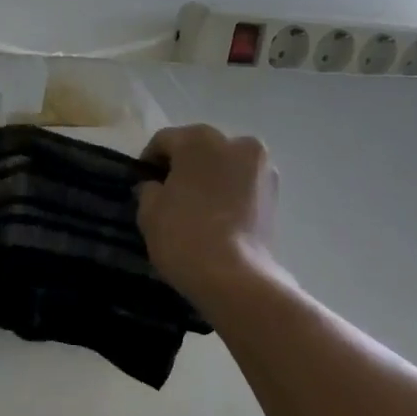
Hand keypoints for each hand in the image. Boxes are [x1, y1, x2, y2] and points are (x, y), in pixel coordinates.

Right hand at [136, 124, 279, 305]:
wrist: (234, 276)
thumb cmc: (183, 236)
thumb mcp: (149, 212)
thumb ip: (148, 190)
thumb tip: (155, 186)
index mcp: (200, 140)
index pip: (164, 141)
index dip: (148, 161)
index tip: (141, 183)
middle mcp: (236, 142)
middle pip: (200, 149)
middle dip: (183, 167)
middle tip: (168, 195)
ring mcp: (261, 167)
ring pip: (225, 166)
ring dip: (209, 180)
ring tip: (195, 209)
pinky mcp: (276, 194)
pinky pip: (242, 186)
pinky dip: (229, 195)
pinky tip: (216, 218)